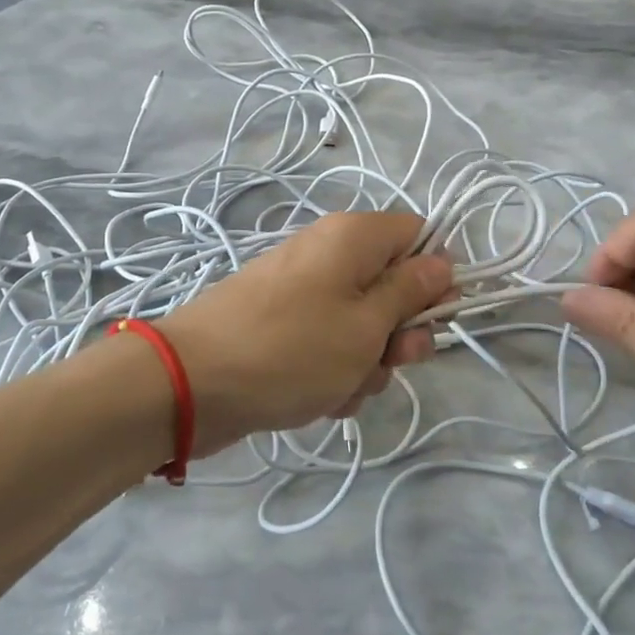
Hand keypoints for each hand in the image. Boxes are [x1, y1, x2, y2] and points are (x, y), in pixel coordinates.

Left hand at [160, 211, 452, 453]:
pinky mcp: (283, 326)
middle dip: (400, 333)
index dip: (435, 277)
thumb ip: (411, 292)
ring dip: (366, 363)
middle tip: (390, 361)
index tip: (435, 317)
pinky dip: (333, 373)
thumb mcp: (366, 325)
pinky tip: (319, 398)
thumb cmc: (292, 349)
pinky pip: (328, 345)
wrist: (191, 384)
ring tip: (340, 387)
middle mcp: (328, 254)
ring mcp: (303, 292)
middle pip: (392, 286)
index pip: (419, 236)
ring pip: (363, 325)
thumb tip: (443, 262)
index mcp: (353, 237)